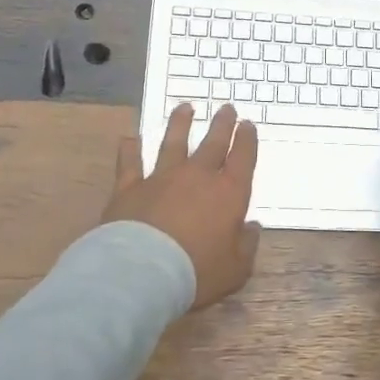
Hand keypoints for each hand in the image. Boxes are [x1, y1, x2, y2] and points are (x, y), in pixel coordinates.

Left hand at [103, 103, 260, 308]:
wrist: (143, 272)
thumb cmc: (197, 272)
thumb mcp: (236, 269)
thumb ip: (247, 246)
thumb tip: (252, 227)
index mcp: (229, 193)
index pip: (242, 159)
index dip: (247, 140)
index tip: (247, 124)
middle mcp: (197, 177)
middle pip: (213, 143)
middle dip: (222, 125)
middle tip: (226, 108)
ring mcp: (161, 178)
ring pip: (173, 143)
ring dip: (180, 124)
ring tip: (185, 107)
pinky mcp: (130, 188)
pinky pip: (129, 163)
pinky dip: (129, 149)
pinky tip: (128, 138)